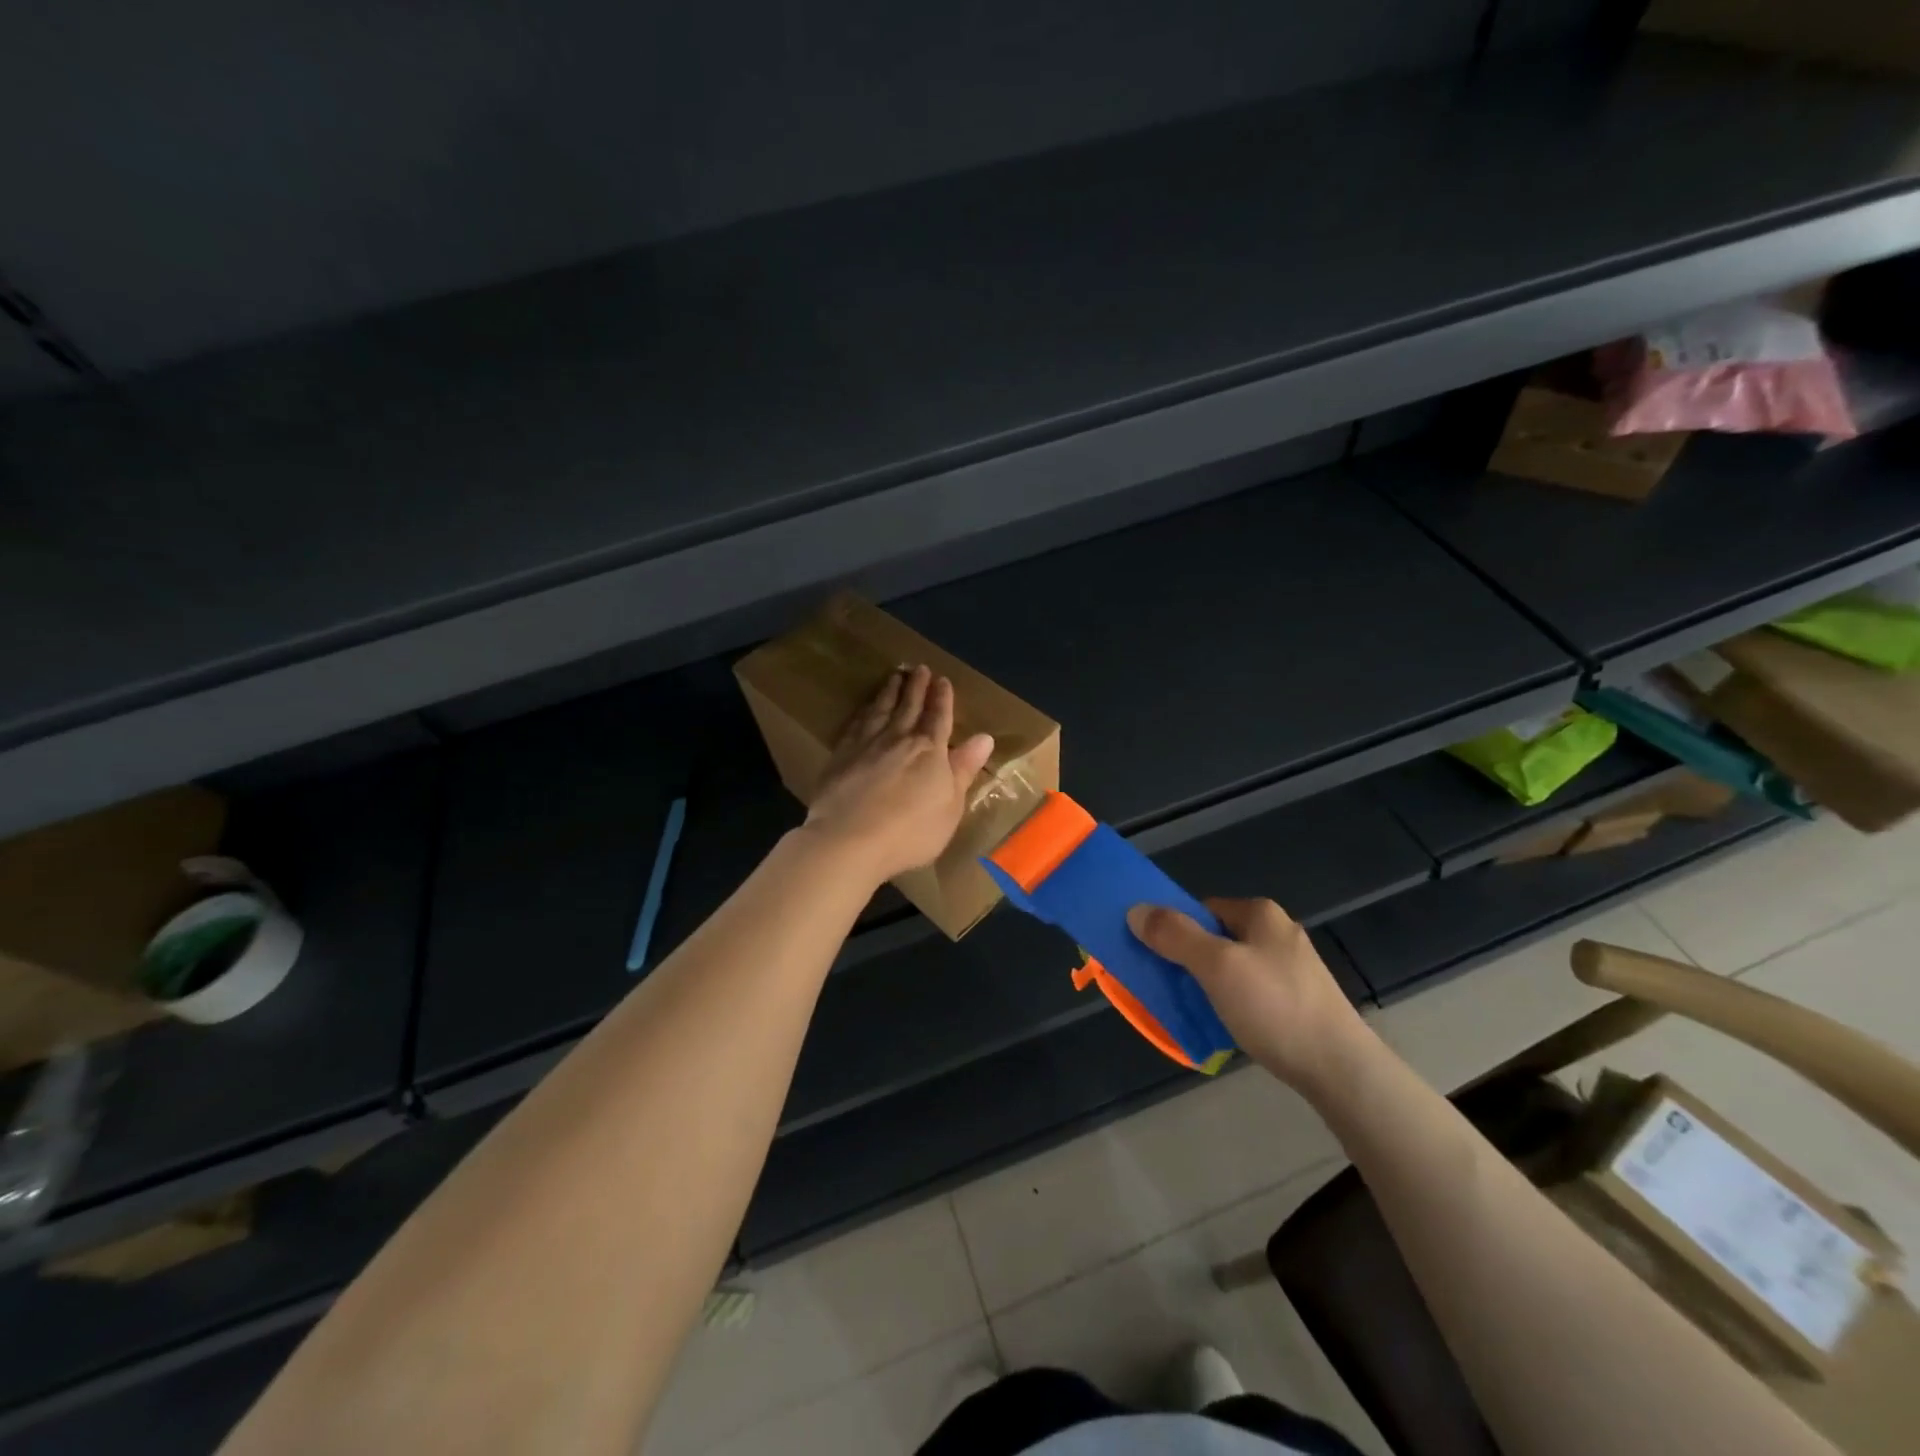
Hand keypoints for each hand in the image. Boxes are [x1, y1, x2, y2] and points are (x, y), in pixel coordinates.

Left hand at [803, 665, 995, 883]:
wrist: (850, 839)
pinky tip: (865, 708)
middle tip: (919, 668)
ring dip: (889, 692)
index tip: (943, 680)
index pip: (939, 718)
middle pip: (909, 707)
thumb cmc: (910, 831)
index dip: (942, 699)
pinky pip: (856, 724)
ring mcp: (866, 744)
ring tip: (894, 677)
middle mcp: (899, 739)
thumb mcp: (950, 806)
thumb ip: (963, 770)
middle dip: (917, 687)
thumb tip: (984, 738)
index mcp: (930, 751)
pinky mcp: (841, 755)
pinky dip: (864, 711)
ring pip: (881, 710)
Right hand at [1126, 897, 1370, 1093]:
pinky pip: (1252, 992)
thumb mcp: (1216, 966)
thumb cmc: (1274, 1007)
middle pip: (1217, 938)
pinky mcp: (1301, 1000)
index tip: (1159, 958)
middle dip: (1191, 960)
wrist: (1340, 1069)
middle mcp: (1279, 933)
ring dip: (1211, 984)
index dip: (1176, 929)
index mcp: (1261, 914)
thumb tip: (1136, 910)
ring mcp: (1293, 968)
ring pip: (1234, 967)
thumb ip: (1175, 936)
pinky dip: (1234, 1004)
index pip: (1202, 909)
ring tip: (1196, 1010)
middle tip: (1172, 987)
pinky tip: (1228, 1026)